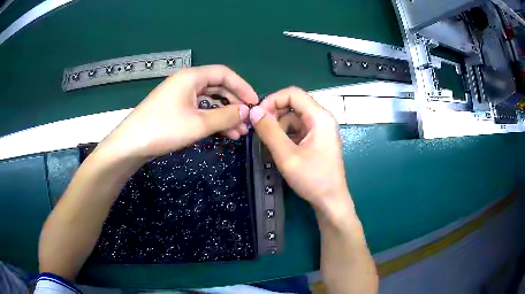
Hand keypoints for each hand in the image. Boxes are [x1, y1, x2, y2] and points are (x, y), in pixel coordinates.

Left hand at [99, 65, 258, 157]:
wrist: (131, 145)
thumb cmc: (164, 129)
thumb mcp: (199, 123)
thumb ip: (226, 116)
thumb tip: (247, 111)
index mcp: (191, 77)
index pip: (224, 74)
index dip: (242, 87)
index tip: (255, 103)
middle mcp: (186, 82)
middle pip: (218, 87)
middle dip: (234, 104)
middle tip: (247, 121)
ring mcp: (180, 96)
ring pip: (209, 101)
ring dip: (224, 115)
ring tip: (238, 133)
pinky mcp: (175, 110)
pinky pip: (199, 110)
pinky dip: (211, 120)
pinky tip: (222, 133)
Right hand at [249, 87, 352, 213]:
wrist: (330, 201)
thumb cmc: (312, 179)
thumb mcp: (287, 155)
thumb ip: (269, 131)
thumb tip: (254, 111)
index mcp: (319, 117)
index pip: (293, 93)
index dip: (272, 100)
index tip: (257, 116)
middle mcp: (321, 118)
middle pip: (293, 104)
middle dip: (274, 114)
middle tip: (259, 130)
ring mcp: (320, 129)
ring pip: (293, 118)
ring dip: (278, 127)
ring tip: (268, 145)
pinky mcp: (317, 140)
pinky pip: (297, 130)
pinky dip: (285, 136)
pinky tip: (278, 149)